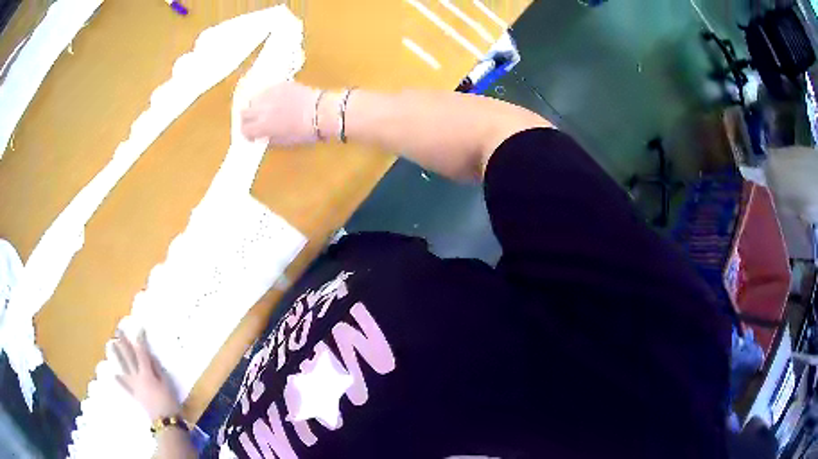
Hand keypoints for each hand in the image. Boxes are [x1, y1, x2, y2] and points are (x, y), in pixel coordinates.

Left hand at [112, 330, 180, 421]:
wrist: (165, 422)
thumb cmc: (169, 402)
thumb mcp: (166, 383)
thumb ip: (157, 369)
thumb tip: (149, 357)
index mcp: (147, 373)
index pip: (142, 352)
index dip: (139, 339)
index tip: (138, 327)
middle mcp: (138, 377)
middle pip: (129, 357)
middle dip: (123, 343)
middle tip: (118, 331)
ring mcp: (134, 386)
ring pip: (123, 368)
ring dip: (117, 356)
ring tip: (111, 345)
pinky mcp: (135, 395)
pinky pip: (125, 386)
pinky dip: (119, 380)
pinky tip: (113, 374)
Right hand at [241, 81, 320, 145]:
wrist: (321, 111)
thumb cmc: (305, 130)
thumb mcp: (284, 140)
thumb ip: (269, 137)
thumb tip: (262, 136)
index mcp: (263, 125)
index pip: (244, 129)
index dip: (248, 134)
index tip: (253, 136)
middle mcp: (262, 108)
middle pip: (244, 112)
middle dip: (247, 119)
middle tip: (255, 123)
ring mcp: (270, 94)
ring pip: (254, 99)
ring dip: (256, 106)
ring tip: (266, 110)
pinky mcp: (280, 85)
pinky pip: (267, 90)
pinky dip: (267, 97)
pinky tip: (277, 101)